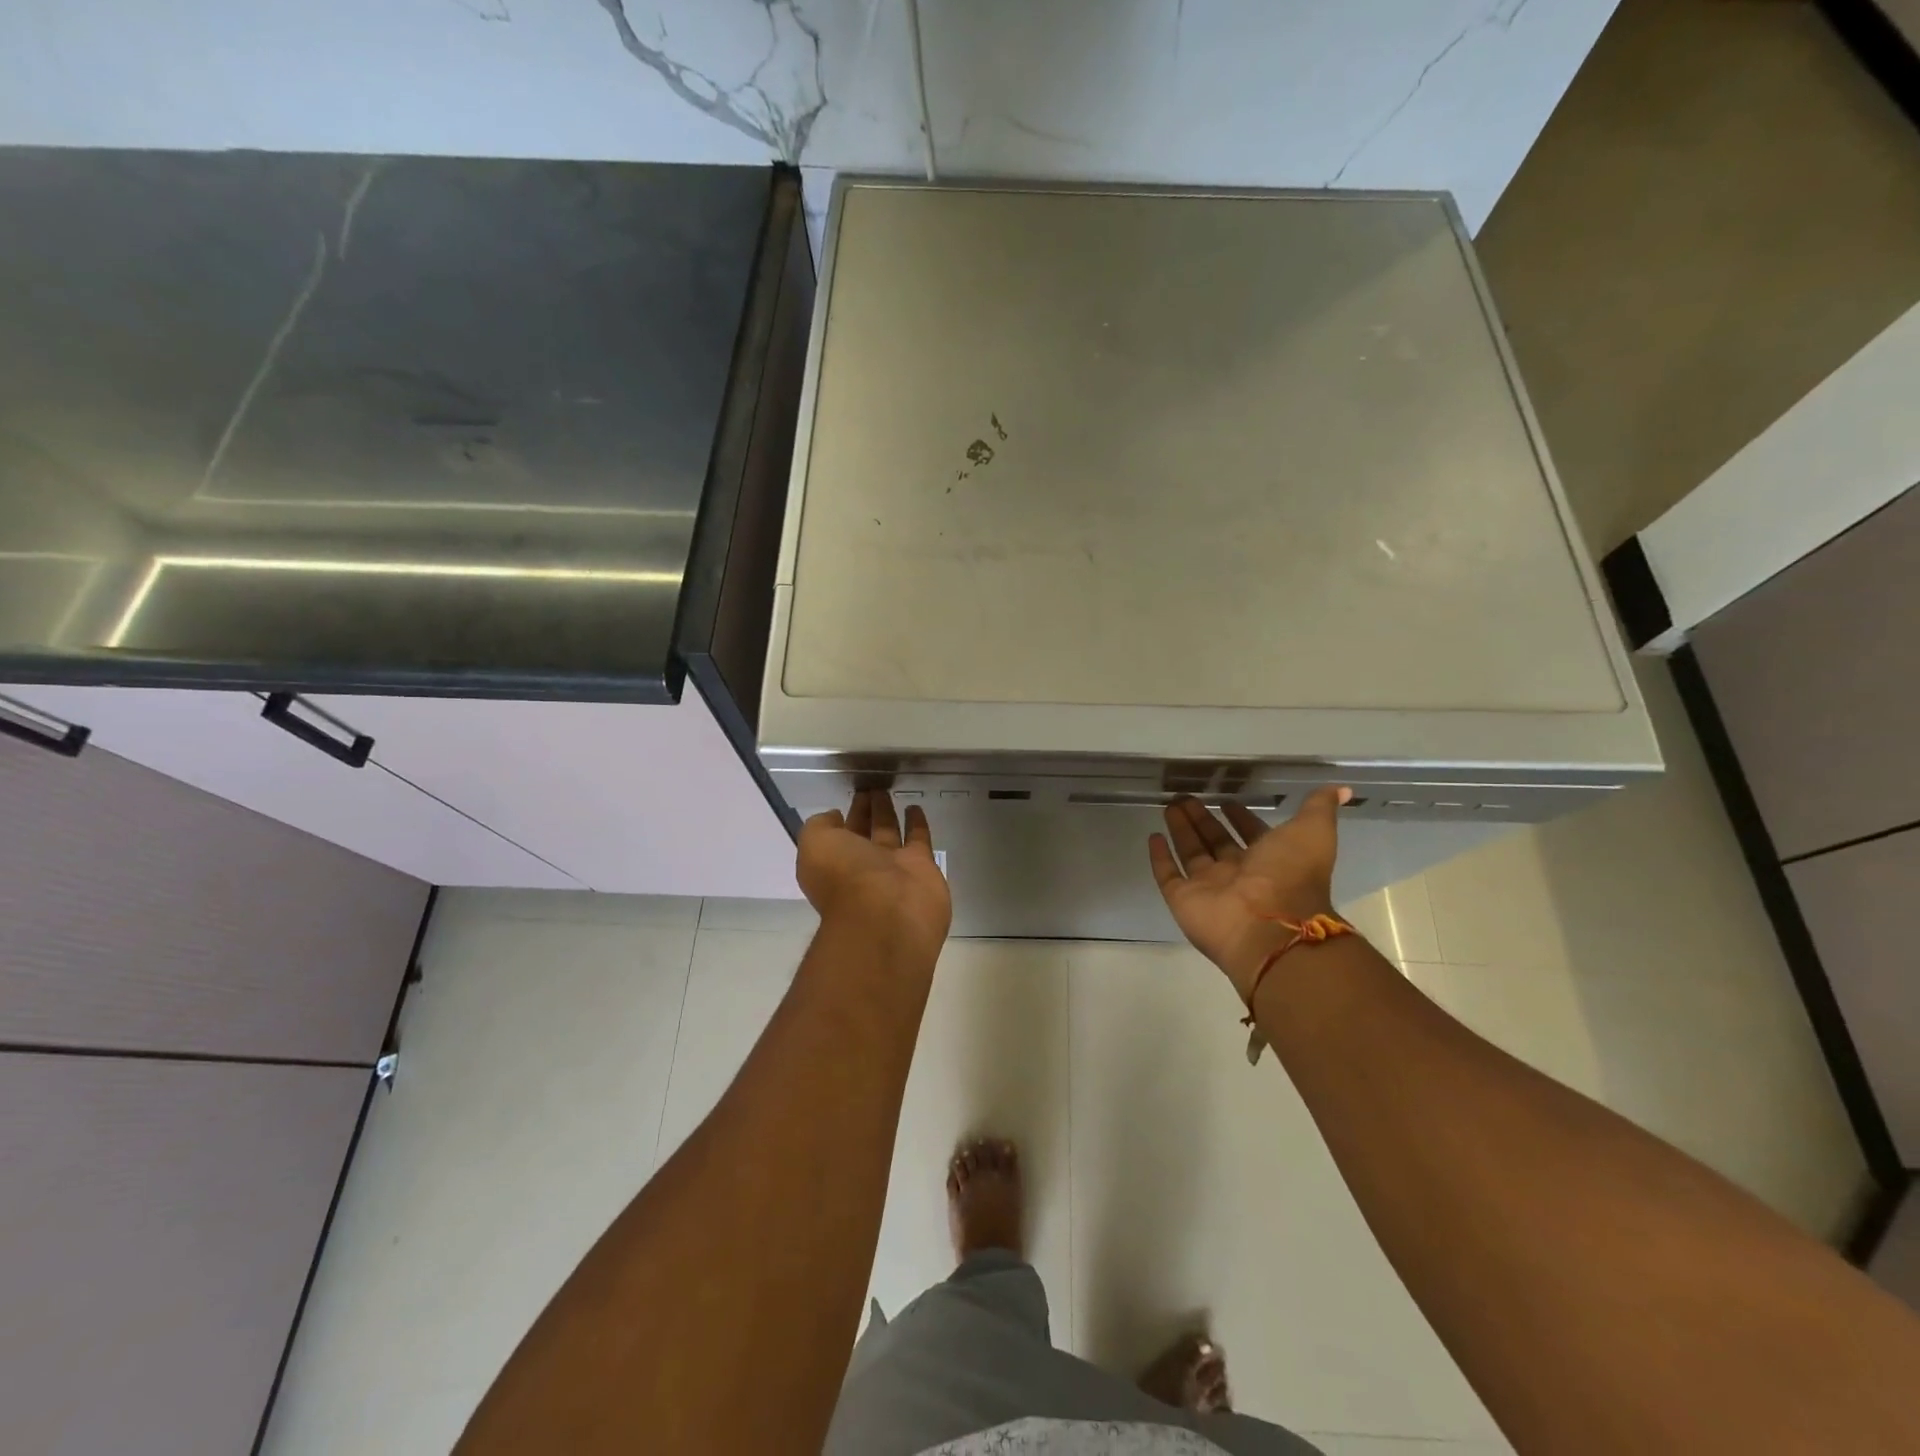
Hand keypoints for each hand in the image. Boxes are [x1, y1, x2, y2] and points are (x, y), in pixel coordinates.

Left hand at [798, 790, 952, 964]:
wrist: (887, 914)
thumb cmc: (845, 877)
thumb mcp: (815, 845)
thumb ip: (819, 826)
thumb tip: (834, 817)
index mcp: (834, 863)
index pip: (838, 834)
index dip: (843, 815)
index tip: (851, 794)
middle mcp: (862, 866)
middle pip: (863, 832)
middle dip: (865, 812)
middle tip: (872, 787)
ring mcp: (893, 867)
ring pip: (889, 833)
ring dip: (888, 813)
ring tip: (888, 790)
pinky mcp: (922, 867)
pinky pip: (918, 839)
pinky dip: (917, 823)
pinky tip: (915, 807)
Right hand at [1148, 787, 1350, 1000]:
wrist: (1268, 925)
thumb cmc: (1290, 875)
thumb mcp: (1312, 832)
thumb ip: (1320, 808)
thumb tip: (1341, 789)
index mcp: (1268, 860)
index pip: (1251, 833)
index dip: (1240, 816)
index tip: (1227, 799)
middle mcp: (1238, 874)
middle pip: (1216, 841)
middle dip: (1202, 819)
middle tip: (1185, 796)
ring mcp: (1208, 887)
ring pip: (1191, 853)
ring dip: (1181, 830)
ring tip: (1169, 805)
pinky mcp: (1183, 898)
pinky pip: (1168, 874)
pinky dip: (1160, 857)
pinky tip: (1153, 836)